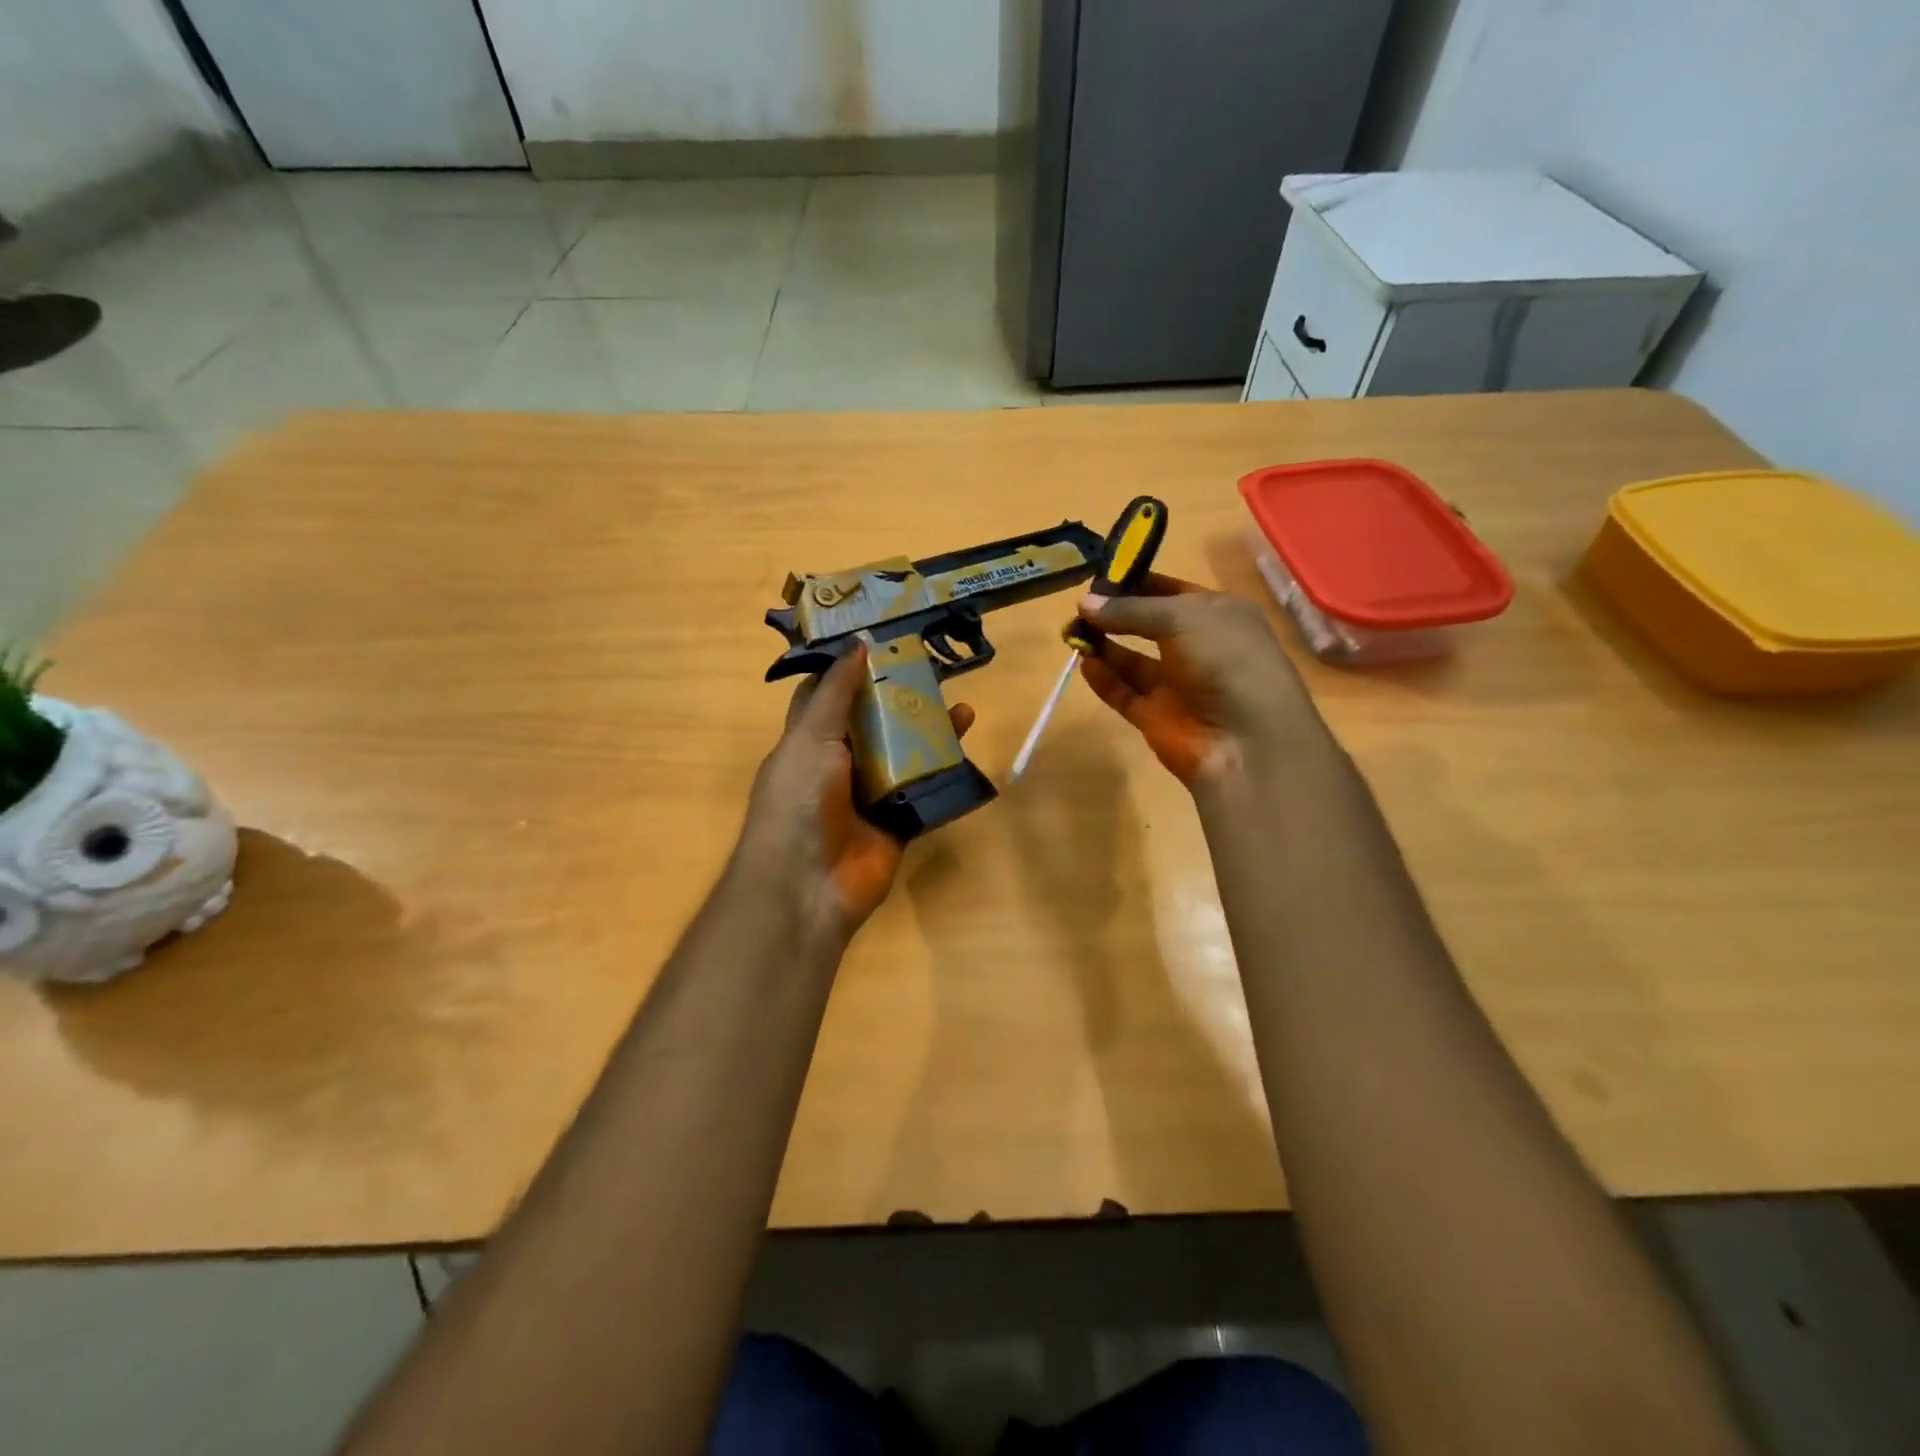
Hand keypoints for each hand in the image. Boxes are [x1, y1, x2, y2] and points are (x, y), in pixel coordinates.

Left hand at [738, 645, 973, 941]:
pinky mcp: (898, 821)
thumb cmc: (798, 801)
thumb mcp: (810, 737)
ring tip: (962, 706)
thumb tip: (858, 644)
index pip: (830, 695)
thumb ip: (836, 693)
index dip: (852, 667)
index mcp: (810, 741)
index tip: (884, 639)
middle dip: (902, 696)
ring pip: (906, 754)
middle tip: (936, 669)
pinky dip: (946, 771)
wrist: (807, 886)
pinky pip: (925, 790)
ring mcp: (870, 794)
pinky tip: (967, 747)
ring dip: (931, 731)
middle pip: (875, 722)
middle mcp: (840, 764)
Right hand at [1077, 573, 1322, 787]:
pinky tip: (1084, 664)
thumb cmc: (1226, 661)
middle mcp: (1199, 646)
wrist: (1246, 742)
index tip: (1097, 577)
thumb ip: (1130, 610)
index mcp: (1219, 614)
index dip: (1136, 582)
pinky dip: (1104, 679)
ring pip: (1133, 660)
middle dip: (1114, 615)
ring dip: (1104, 645)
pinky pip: (1124, 693)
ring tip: (1071, 633)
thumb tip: (1084, 603)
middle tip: (1078, 608)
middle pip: (1147, 624)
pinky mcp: (1157, 717)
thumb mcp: (1181, 619)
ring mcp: (1177, 684)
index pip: (1171, 590)